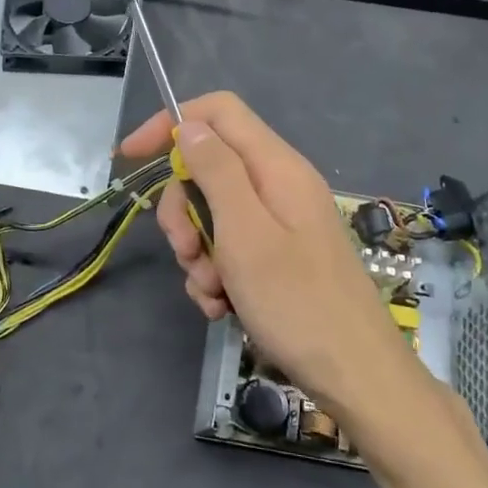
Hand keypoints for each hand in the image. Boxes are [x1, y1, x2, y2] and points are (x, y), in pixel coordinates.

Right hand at [118, 93, 415, 424]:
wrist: (354, 374)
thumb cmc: (296, 301)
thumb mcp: (244, 232)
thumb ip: (216, 171)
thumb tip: (187, 124)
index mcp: (276, 166)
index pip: (218, 112)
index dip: (171, 122)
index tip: (133, 157)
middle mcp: (279, 185)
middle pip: (209, 168)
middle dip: (183, 211)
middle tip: (186, 251)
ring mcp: (280, 223)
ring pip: (213, 215)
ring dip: (198, 253)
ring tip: (212, 292)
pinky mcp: (279, 257)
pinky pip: (230, 248)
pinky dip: (217, 275)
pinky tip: (222, 307)